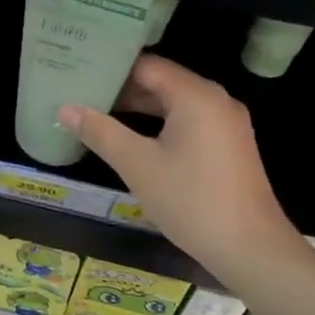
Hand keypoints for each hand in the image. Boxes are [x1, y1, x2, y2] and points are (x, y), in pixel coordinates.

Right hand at [58, 55, 305, 288]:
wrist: (251, 249)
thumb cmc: (191, 200)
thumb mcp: (137, 165)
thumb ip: (100, 132)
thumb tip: (64, 108)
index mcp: (196, 95)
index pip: (145, 65)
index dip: (110, 67)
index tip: (77, 69)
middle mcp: (215, 100)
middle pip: (160, 81)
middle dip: (120, 87)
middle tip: (79, 90)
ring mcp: (225, 123)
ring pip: (173, 103)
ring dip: (137, 107)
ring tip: (95, 111)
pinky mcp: (227, 145)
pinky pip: (186, 120)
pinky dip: (157, 123)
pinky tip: (130, 137)